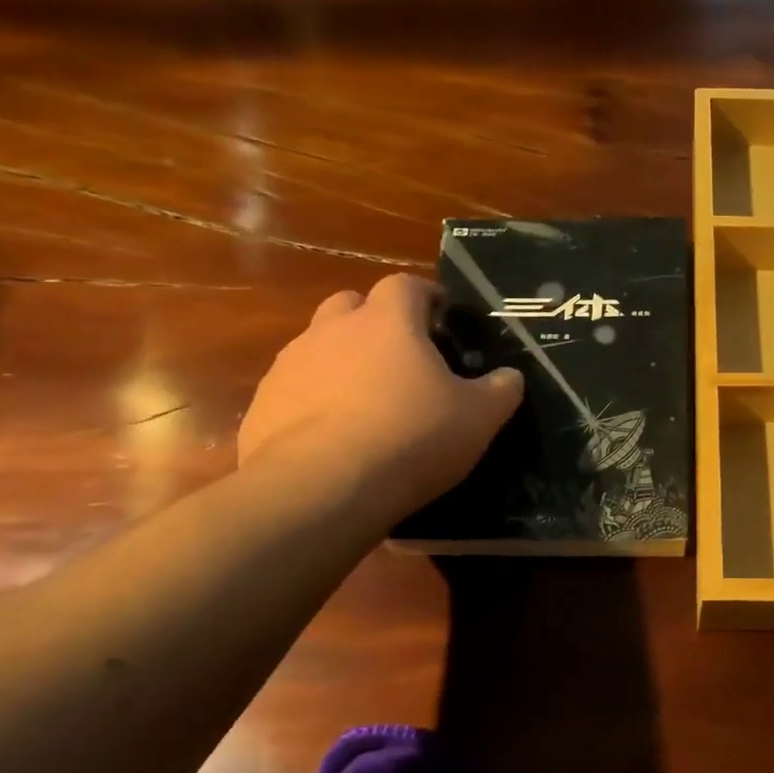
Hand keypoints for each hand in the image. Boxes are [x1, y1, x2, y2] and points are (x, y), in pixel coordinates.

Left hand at [237, 274, 522, 523]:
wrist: (323, 487)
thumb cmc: (412, 437)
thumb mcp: (479, 417)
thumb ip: (500, 390)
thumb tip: (510, 376)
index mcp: (388, 321)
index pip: (406, 285)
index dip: (426, 296)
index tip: (442, 316)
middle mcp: (333, 330)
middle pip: (351, 304)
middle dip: (375, 320)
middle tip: (401, 354)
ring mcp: (290, 365)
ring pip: (318, 345)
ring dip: (341, 359)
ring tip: (366, 399)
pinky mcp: (263, 403)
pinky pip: (294, 388)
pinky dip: (314, 399)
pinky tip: (333, 435)